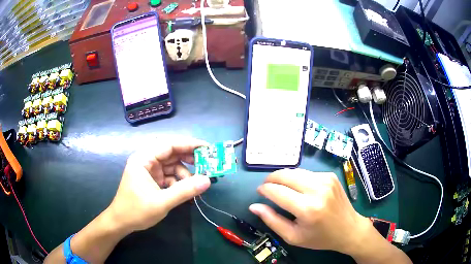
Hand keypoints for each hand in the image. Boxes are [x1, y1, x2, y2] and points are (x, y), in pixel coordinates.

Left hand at [108, 137, 210, 232]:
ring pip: (172, 165)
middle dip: (188, 160)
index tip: (207, 149)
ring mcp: (149, 170)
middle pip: (171, 153)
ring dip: (184, 174)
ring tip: (194, 186)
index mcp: (143, 159)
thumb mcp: (162, 202)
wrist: (121, 223)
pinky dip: (178, 182)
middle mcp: (146, 160)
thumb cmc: (136, 211)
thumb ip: (185, 191)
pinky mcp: (152, 179)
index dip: (189, 145)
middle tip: (205, 166)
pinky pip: (169, 175)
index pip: (169, 145)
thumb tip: (207, 180)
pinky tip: (185, 191)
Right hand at [249, 169, 373, 255]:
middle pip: (285, 175)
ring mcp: (326, 179)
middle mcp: (317, 189)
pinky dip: (298, 179)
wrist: (349, 229)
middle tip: (266, 187)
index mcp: (307, 209)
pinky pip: (307, 173)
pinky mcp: (330, 176)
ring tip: (281, 188)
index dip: (264, 190)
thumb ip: (272, 220)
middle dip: (271, 179)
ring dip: (284, 178)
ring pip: (295, 171)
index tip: (260, 192)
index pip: (277, 191)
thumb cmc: (320, 237)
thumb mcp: (293, 236)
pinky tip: (299, 189)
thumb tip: (254, 206)